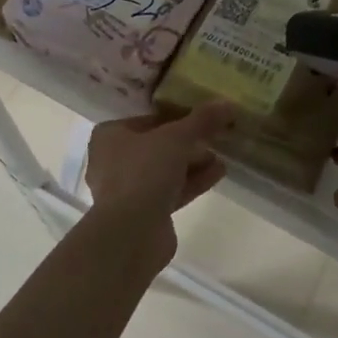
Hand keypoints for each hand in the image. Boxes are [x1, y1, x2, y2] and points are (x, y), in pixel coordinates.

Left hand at [85, 102, 236, 264]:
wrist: (131, 233)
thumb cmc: (144, 172)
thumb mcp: (177, 138)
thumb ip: (202, 120)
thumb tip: (228, 104)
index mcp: (110, 136)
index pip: (148, 119)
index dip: (178, 116)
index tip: (203, 117)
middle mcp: (113, 161)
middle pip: (157, 146)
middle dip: (188, 143)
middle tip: (215, 137)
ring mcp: (126, 190)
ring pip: (164, 170)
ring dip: (193, 163)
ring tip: (222, 156)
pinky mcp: (142, 214)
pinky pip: (170, 191)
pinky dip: (192, 182)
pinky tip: (218, 174)